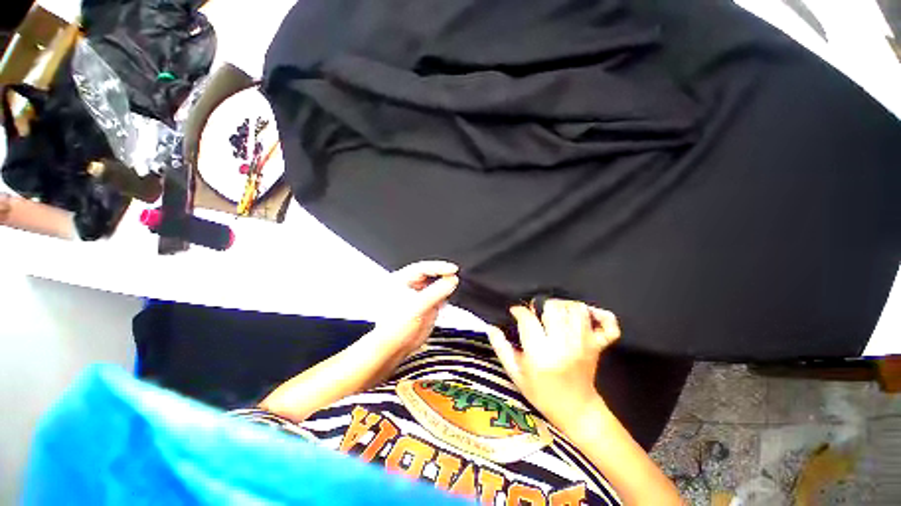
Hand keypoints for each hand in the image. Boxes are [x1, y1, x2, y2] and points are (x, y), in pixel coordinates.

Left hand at [374, 260, 459, 357]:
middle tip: (454, 277)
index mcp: (401, 280)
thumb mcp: (418, 306)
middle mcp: (409, 285)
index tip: (452, 269)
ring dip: (445, 286)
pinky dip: (444, 296)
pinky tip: (445, 301)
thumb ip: (436, 292)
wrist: (395, 347)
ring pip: (435, 284)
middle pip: (430, 274)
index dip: (439, 267)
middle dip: (443, 275)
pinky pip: (438, 296)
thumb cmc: (394, 327)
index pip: (423, 267)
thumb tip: (451, 280)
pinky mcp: (425, 305)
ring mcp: (418, 295)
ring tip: (452, 288)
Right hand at [486, 300, 620, 430]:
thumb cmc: (542, 393)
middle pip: (554, 309)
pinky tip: (583, 314)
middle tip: (536, 313)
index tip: (515, 312)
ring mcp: (584, 344)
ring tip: (554, 313)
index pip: (528, 320)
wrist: (577, 410)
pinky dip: (595, 313)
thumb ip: (502, 349)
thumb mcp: (516, 374)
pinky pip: (603, 323)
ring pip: (576, 309)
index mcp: (541, 355)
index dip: (519, 311)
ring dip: (563, 306)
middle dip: (541, 306)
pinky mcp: (597, 346)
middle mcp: (564, 346)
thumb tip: (491, 327)